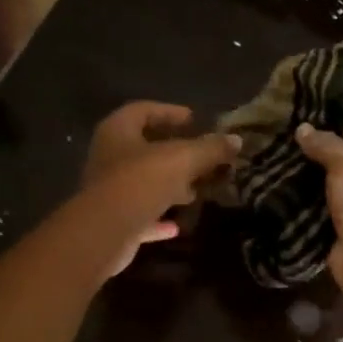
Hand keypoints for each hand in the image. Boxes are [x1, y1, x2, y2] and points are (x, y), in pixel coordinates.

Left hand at [80, 102, 240, 275]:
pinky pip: (139, 215)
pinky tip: (177, 226)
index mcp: (118, 131)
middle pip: (143, 149)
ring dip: (168, 186)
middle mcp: (107, 157)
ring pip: (142, 183)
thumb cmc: (142, 181)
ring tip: (195, 191)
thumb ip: (210, 148)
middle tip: (201, 157)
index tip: (194, 120)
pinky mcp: (112, 221)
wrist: (106, 231)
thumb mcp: (184, 159)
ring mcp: (108, 191)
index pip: (143, 110)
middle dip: (173, 153)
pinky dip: (158, 218)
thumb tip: (236, 140)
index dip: (169, 112)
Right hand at [294, 110, 342, 290]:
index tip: (322, 96)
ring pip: (340, 171)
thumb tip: (304, 130)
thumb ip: (325, 142)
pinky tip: (288, 171)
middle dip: (329, 135)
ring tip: (288, 141)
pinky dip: (312, 186)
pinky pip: (329, 194)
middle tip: (298, 119)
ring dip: (317, 162)